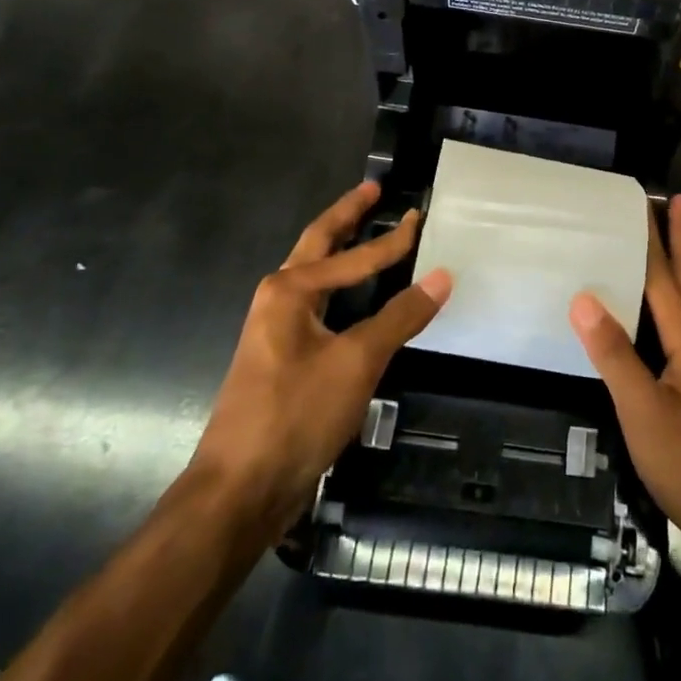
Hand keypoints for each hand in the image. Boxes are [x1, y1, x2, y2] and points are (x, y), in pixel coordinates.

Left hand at [190, 181, 450, 537]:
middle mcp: (276, 299)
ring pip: (314, 275)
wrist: (238, 490)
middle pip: (317, 244)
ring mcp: (275, 330)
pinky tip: (358, 298)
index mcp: (289, 290)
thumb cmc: (296, 414)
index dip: (392, 239)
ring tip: (366, 230)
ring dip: (340, 251)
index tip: (420, 216)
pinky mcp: (281, 359)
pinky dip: (341, 289)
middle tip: (372, 190)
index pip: (353, 255)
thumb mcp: (357, 361)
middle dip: (346, 216)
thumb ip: (400, 316)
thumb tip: (442, 275)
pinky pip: (318, 306)